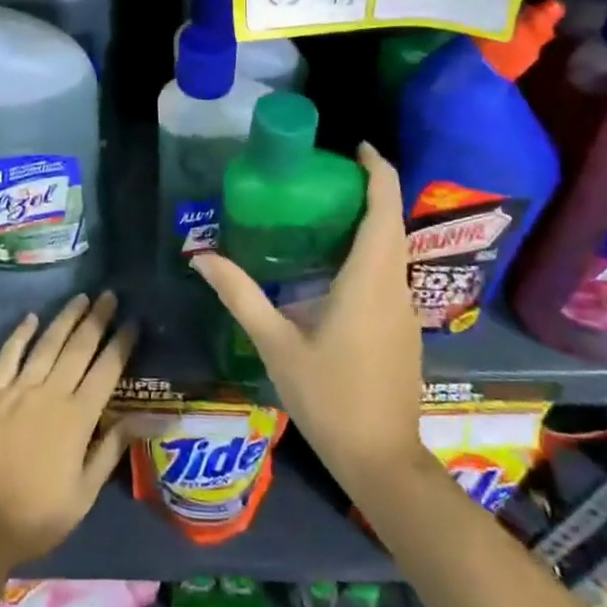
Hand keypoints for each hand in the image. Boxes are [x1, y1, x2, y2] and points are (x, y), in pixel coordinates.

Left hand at [0, 292, 136, 567]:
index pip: (106, 370)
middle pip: (78, 348)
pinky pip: (7, 356)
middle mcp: (50, 394)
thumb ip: (112, 448)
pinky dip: (20, 334)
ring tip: (81, 297)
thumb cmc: (38, 516)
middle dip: (97, 319)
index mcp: (78, 418)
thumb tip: (148, 419)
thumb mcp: (85, 491)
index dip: (121, 343)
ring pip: (46, 344)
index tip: (133, 321)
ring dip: (65, 318)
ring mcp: (17, 390)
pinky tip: (31, 318)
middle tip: (110, 295)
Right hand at [193, 143, 428, 495]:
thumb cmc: (328, 397)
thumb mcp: (275, 343)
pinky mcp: (403, 327)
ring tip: (320, 210)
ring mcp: (404, 308)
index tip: (356, 147)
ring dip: (367, 221)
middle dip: (367, 190)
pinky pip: (388, 272)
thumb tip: (201, 256)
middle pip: (390, 221)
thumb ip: (240, 295)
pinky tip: (330, 265)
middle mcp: (395, 285)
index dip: (378, 170)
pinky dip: (367, 251)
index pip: (384, 207)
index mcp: (369, 279)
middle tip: (321, 175)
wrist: (381, 460)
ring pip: (392, 248)